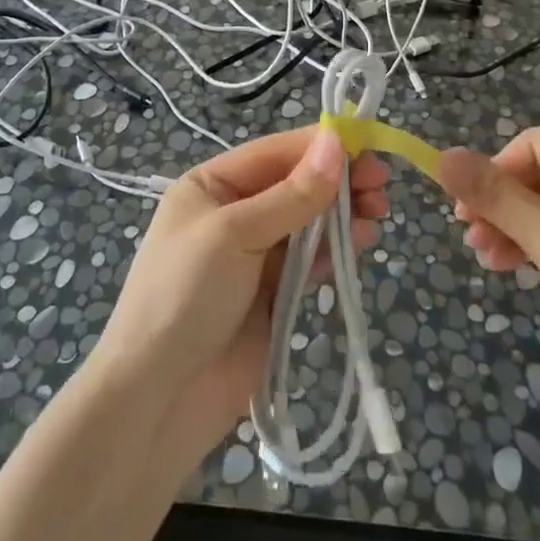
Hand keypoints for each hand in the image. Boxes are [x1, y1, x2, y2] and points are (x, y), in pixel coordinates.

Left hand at [92, 125, 389, 466]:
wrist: (158, 399)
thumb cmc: (185, 296)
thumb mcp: (235, 234)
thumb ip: (292, 194)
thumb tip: (336, 141)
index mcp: (212, 185)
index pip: (274, 154)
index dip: (320, 148)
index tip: (368, 147)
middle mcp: (234, 213)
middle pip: (295, 185)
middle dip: (337, 182)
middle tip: (381, 186)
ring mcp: (254, 256)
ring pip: (307, 222)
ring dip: (342, 215)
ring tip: (377, 214)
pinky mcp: (272, 295)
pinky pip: (309, 261)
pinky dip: (334, 249)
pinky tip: (360, 243)